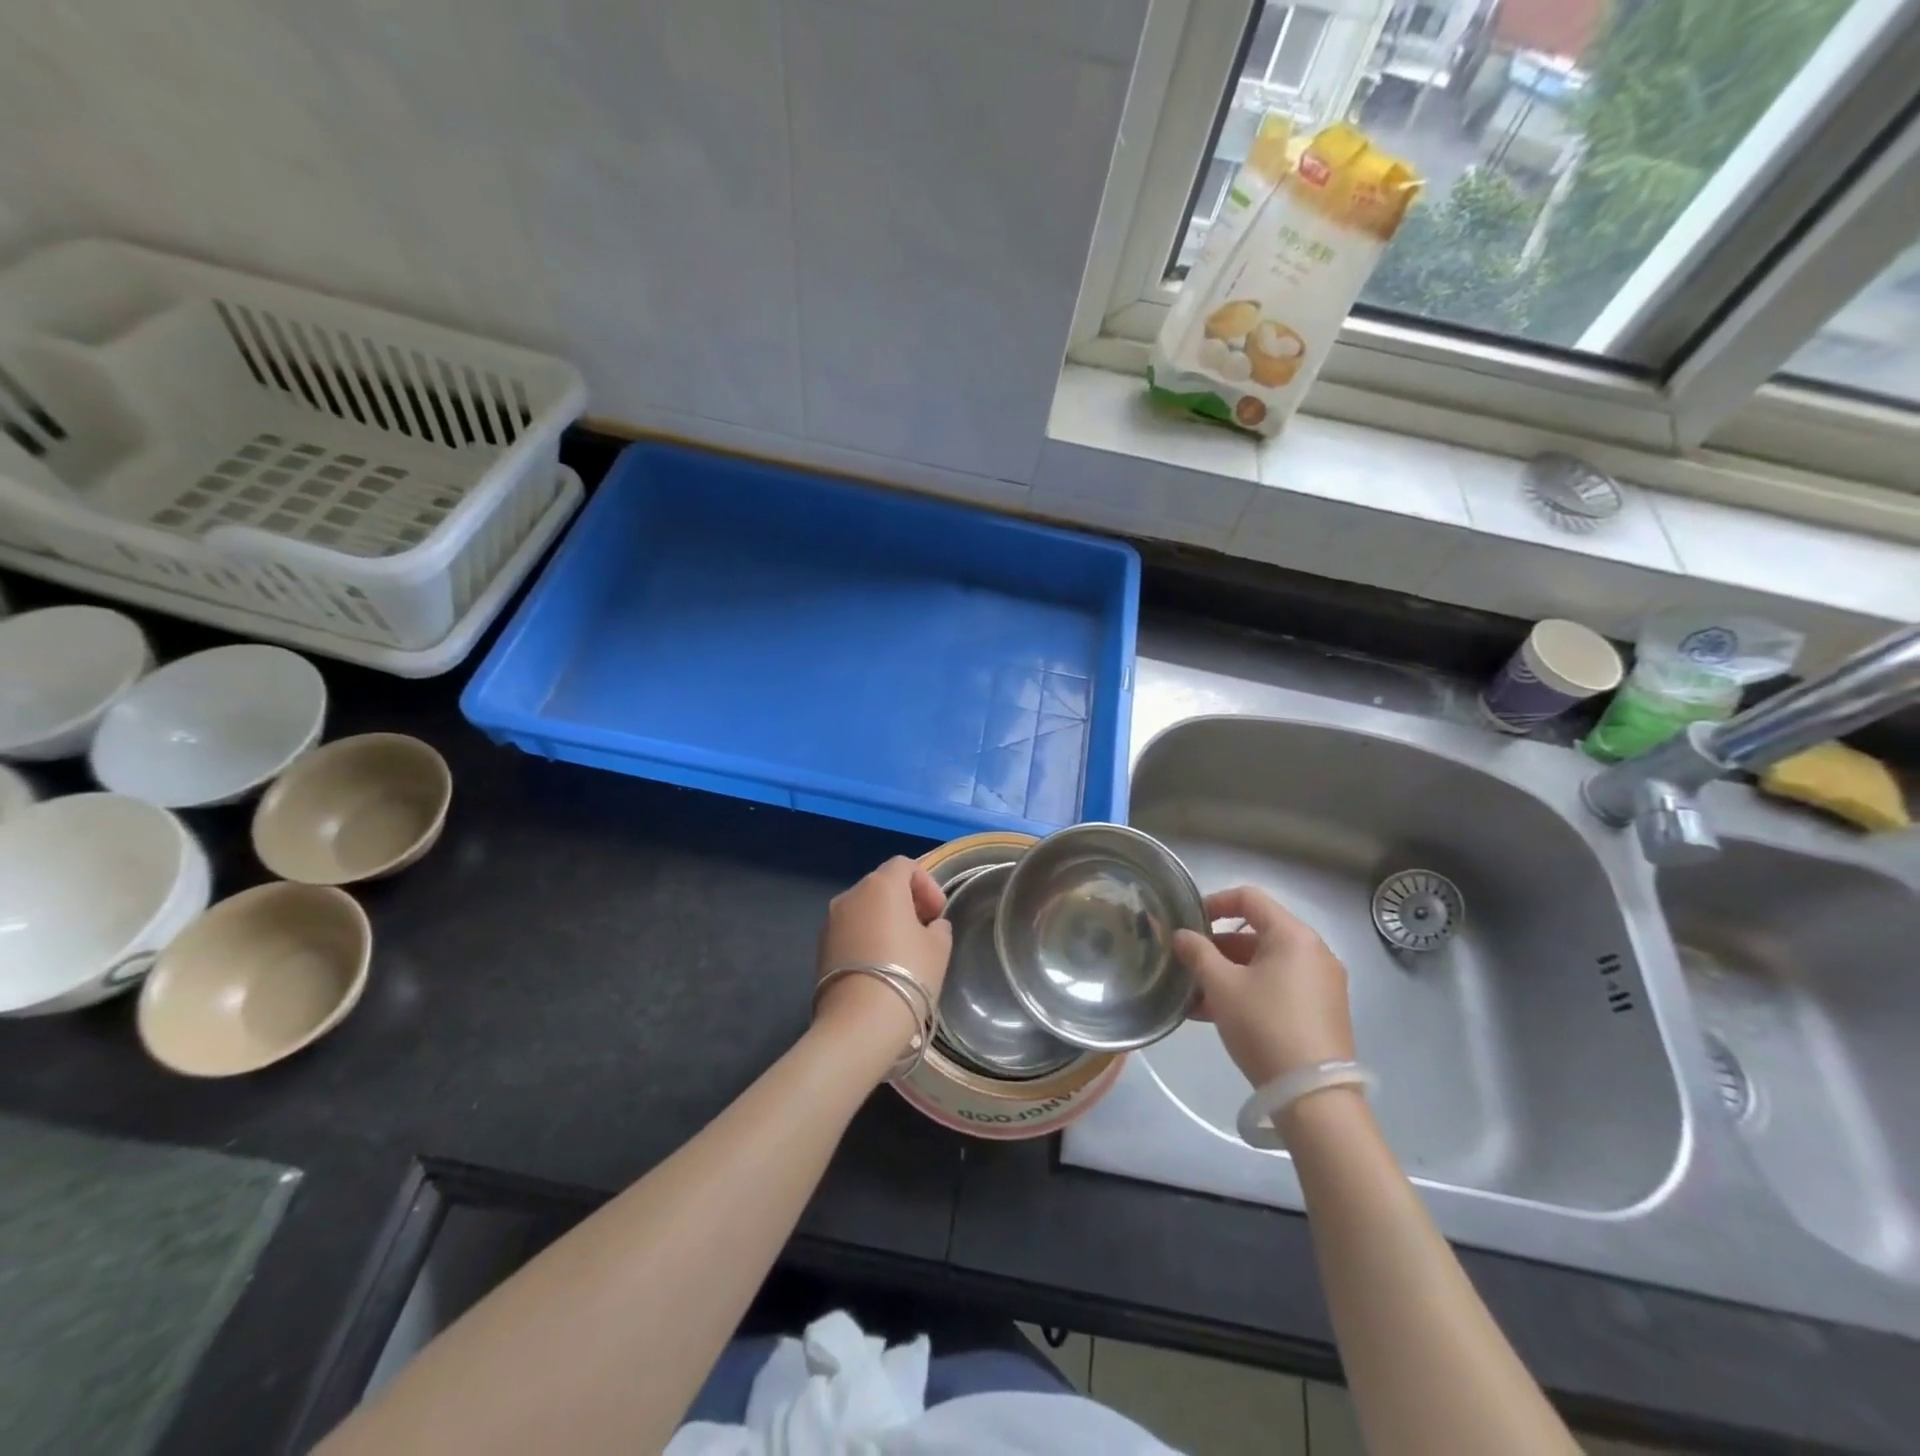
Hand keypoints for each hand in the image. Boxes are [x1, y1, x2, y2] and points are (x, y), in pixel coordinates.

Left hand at [814, 857, 953, 1052]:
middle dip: (906, 901)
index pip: (904, 865)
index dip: (926, 884)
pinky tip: (880, 967)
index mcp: (881, 885)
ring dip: (884, 920)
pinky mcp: (820, 948)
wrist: (860, 1022)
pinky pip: (850, 931)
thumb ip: (937, 926)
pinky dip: (866, 938)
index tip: (938, 913)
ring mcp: (830, 922)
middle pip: (882, 885)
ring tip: (903, 951)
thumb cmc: (908, 974)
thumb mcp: (939, 947)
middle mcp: (850, 895)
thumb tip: (929, 926)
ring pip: (863, 909)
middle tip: (924, 929)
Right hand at [1173, 885, 1354, 1087]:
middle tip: (1189, 964)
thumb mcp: (1221, 986)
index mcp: (1293, 935)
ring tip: (1198, 996)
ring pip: (1266, 964)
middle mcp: (1314, 952)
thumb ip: (1198, 953)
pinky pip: (1280, 987)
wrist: (1313, 1097)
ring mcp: (1323, 983)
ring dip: (1230, 973)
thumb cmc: (1264, 1026)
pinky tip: (1220, 1015)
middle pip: (1258, 933)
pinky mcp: (1324, 1011)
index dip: (1214, 902)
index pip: (1249, 898)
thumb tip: (1182, 935)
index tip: (1189, 922)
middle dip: (1218, 946)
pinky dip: (1251, 991)